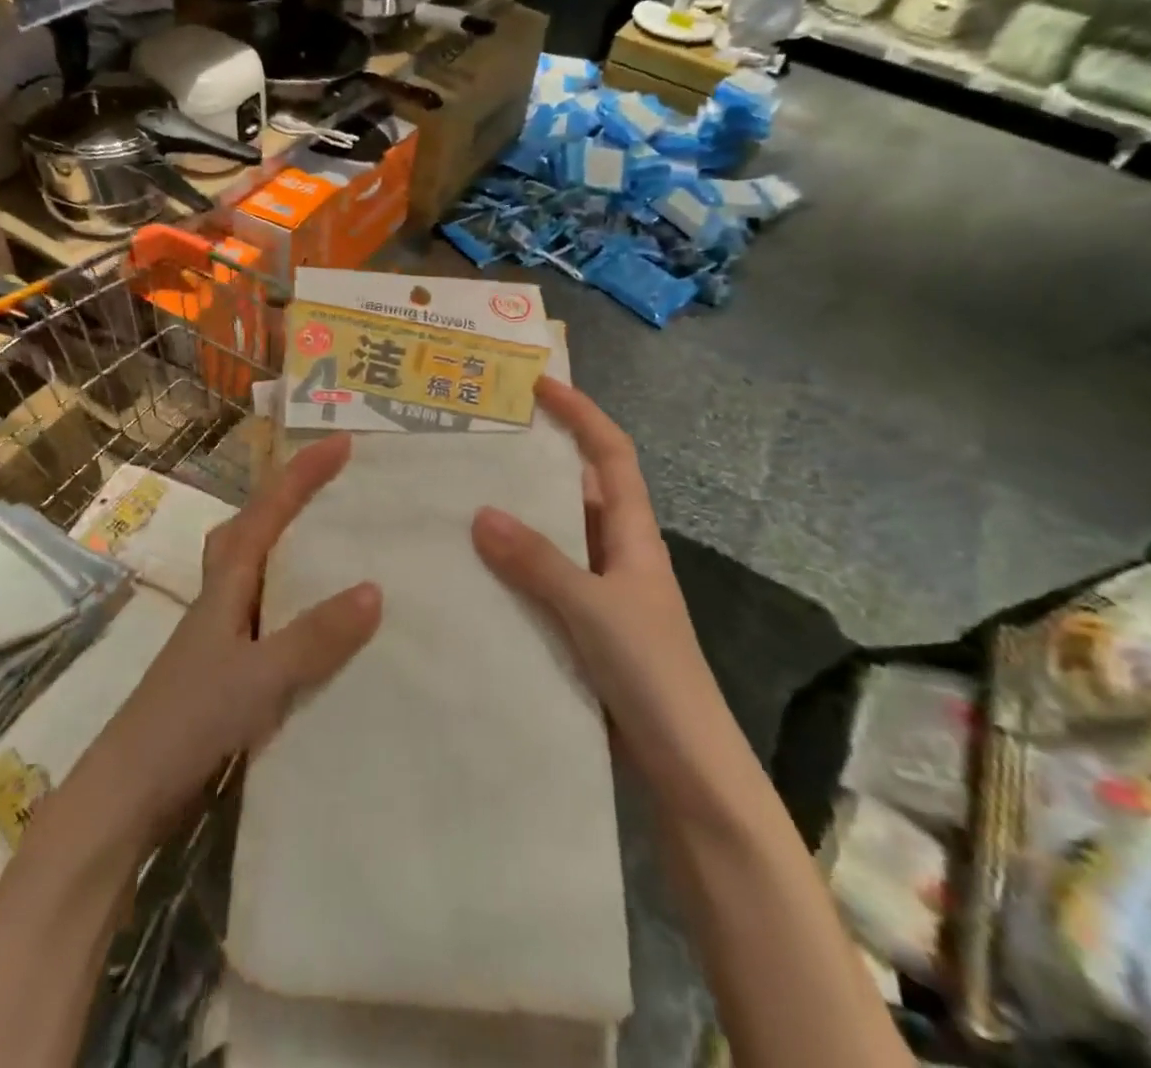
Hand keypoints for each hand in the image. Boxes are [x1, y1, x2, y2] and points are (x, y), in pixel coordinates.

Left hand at [74, 434, 381, 843]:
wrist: (128, 793)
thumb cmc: (188, 721)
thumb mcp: (260, 677)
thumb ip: (315, 636)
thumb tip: (375, 588)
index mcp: (226, 584)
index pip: (268, 512)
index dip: (303, 474)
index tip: (342, 442)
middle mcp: (221, 598)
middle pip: (251, 528)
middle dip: (288, 498)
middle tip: (332, 486)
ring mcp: (220, 634)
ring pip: (258, 569)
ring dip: (290, 545)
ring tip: (335, 542)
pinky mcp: (225, 667)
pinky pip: (268, 612)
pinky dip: (295, 601)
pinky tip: (320, 624)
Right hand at [471, 377, 725, 813]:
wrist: (687, 767)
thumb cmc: (652, 674)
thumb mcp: (594, 609)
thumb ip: (540, 562)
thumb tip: (481, 512)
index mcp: (634, 534)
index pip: (612, 453)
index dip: (581, 413)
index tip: (539, 383)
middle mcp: (619, 552)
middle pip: (580, 487)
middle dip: (538, 457)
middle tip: (482, 438)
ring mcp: (602, 590)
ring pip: (557, 535)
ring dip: (520, 514)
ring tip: (463, 492)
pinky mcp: (585, 626)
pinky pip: (545, 578)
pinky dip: (515, 565)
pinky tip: (474, 568)